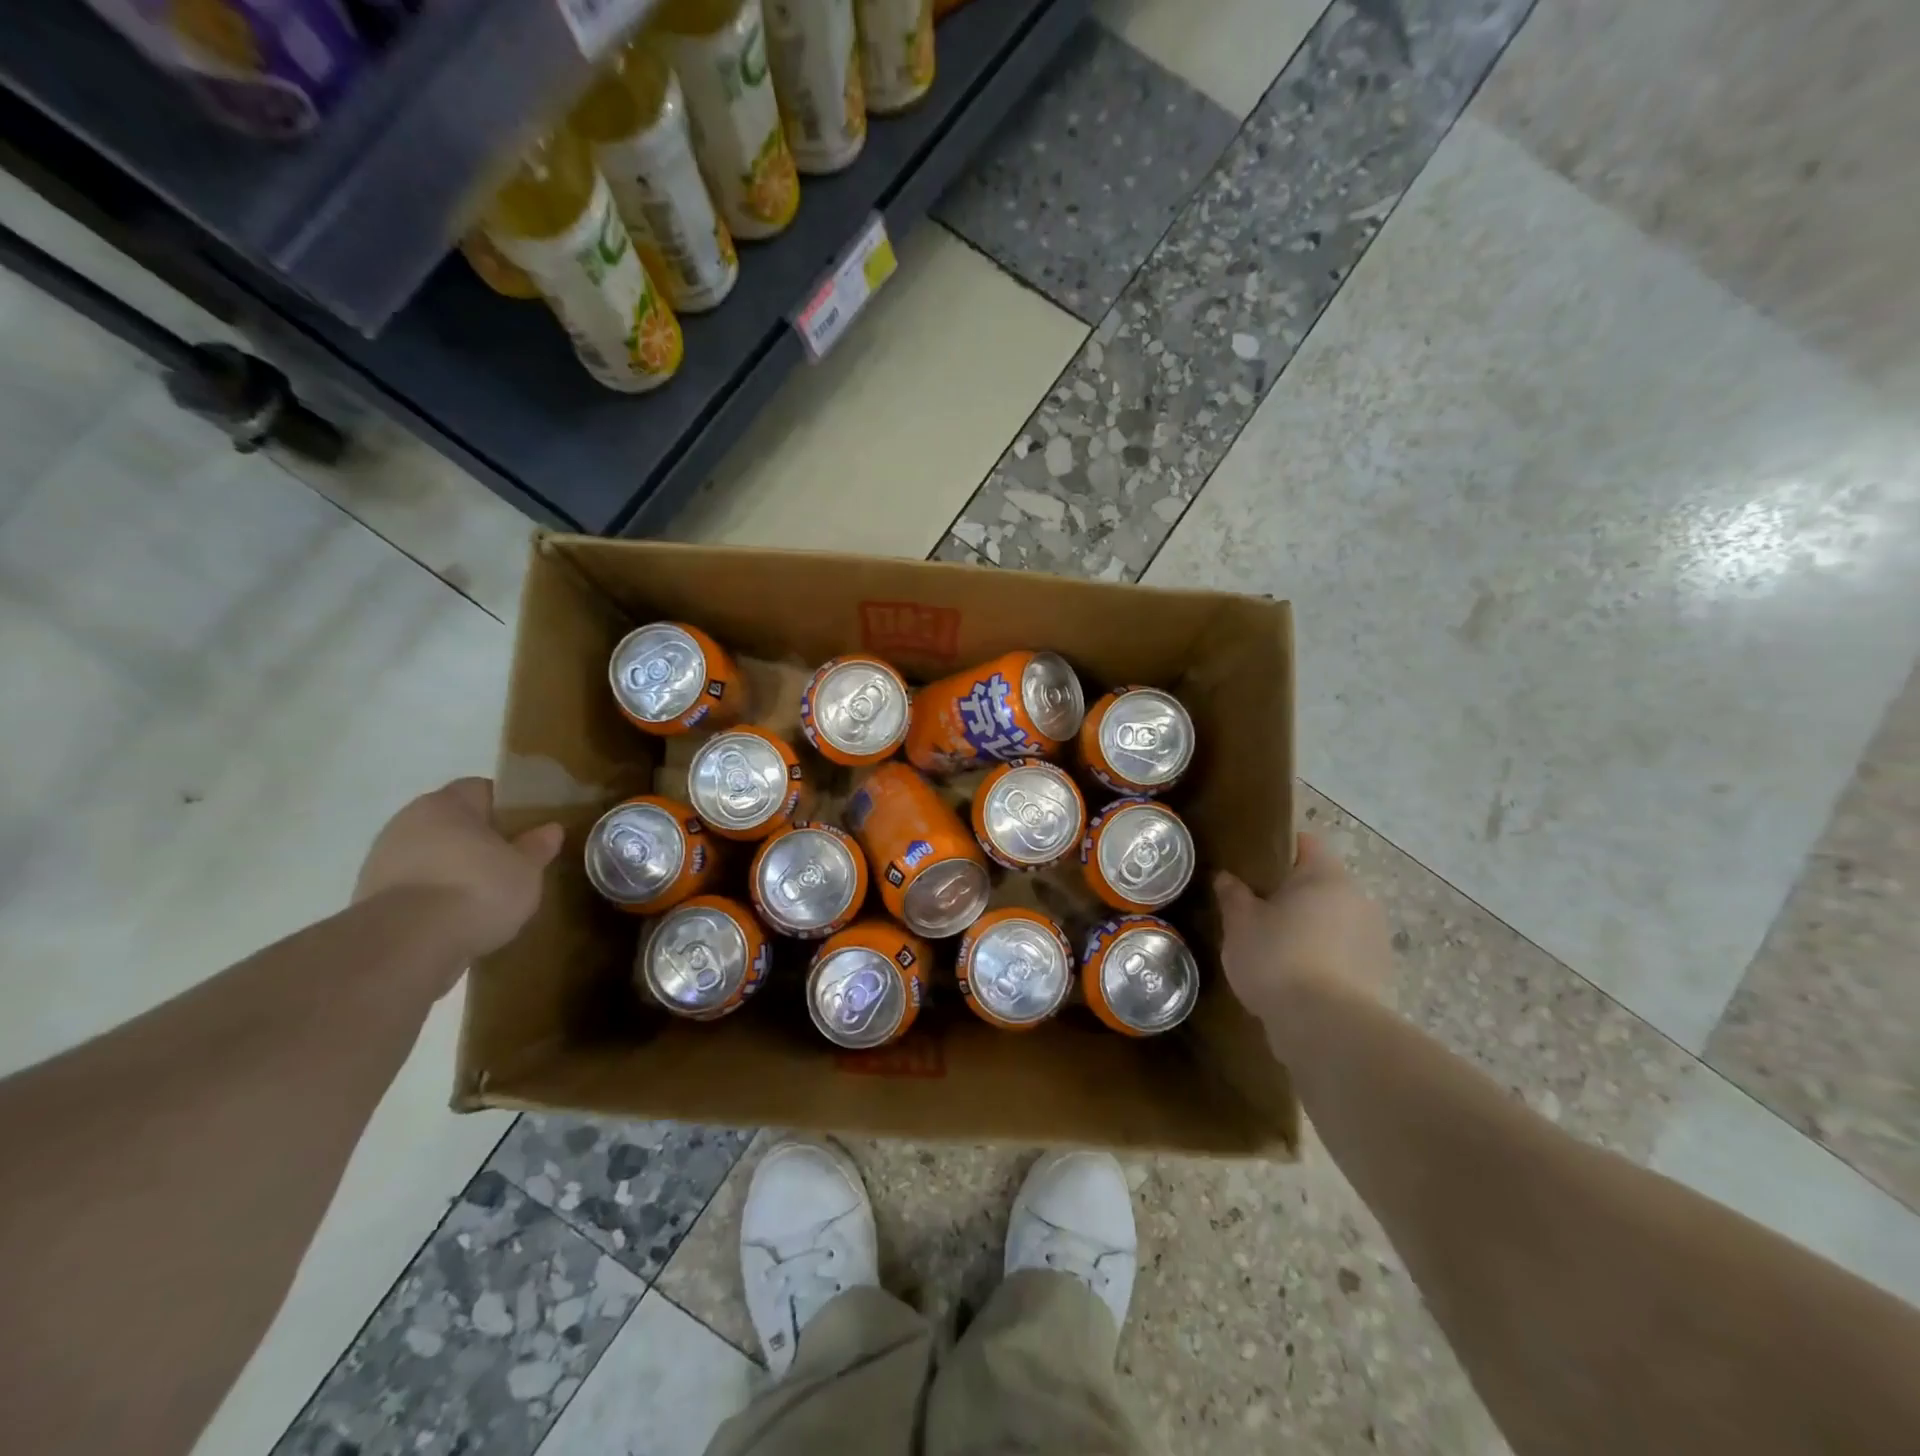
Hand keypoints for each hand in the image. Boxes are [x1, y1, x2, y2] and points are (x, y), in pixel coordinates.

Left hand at [355, 778, 563, 964]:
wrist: (407, 945)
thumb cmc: (477, 889)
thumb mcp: (526, 869)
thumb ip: (537, 846)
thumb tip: (550, 829)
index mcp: (447, 803)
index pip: (481, 789)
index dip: (507, 807)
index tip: (528, 830)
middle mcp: (408, 821)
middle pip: (452, 822)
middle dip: (479, 839)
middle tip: (510, 863)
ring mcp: (382, 859)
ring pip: (431, 854)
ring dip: (454, 869)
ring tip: (485, 897)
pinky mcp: (368, 898)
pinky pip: (414, 886)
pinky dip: (434, 896)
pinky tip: (456, 918)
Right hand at [1214, 833, 1393, 1021]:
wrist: (1326, 1028)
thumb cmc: (1277, 959)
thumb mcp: (1239, 924)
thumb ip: (1233, 896)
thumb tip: (1225, 878)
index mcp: (1325, 876)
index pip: (1306, 843)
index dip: (1280, 849)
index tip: (1254, 866)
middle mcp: (1358, 899)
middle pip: (1322, 884)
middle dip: (1294, 895)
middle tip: (1258, 911)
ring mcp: (1374, 938)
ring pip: (1335, 920)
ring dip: (1312, 928)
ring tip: (1277, 951)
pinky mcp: (1379, 975)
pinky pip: (1345, 954)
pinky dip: (1325, 959)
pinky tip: (1298, 980)